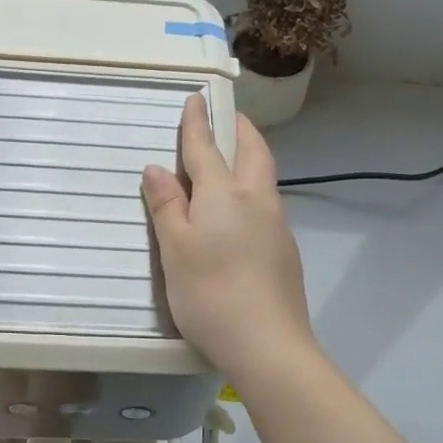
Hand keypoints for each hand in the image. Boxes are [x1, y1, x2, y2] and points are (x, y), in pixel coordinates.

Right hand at [142, 94, 314, 381]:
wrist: (269, 344)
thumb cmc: (210, 293)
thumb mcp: (175, 249)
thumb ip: (167, 206)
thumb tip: (157, 169)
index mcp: (225, 194)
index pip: (208, 147)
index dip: (198, 122)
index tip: (195, 98)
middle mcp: (257, 201)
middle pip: (253, 152)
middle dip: (239, 129)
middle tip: (227, 118)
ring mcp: (278, 226)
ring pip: (265, 178)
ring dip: (251, 158)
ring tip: (233, 159)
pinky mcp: (286, 251)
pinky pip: (268, 205)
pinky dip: (254, 191)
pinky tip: (241, 212)